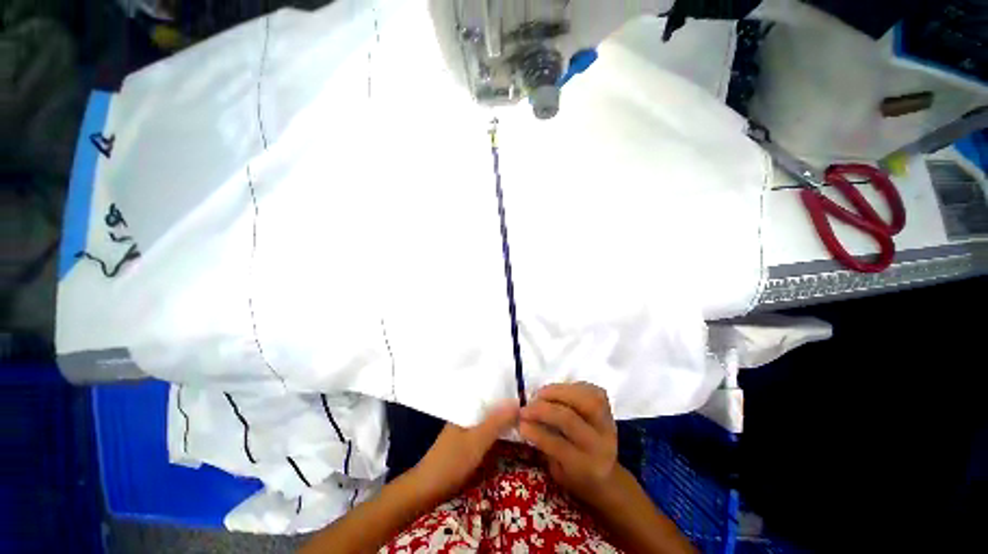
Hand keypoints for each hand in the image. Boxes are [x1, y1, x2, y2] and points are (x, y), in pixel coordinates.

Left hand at [413, 402, 519, 501]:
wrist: (427, 489)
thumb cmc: (452, 461)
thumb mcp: (478, 440)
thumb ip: (497, 422)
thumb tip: (519, 402)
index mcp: (467, 408)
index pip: (492, 395)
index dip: (509, 396)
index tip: (528, 399)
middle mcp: (468, 414)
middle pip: (492, 408)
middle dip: (509, 410)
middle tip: (531, 413)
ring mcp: (467, 429)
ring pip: (491, 421)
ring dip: (504, 422)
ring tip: (525, 422)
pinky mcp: (468, 443)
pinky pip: (487, 433)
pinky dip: (498, 434)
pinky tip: (510, 437)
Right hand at [519, 382, 618, 503]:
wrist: (606, 475)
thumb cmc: (575, 475)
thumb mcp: (557, 471)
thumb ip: (544, 446)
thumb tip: (524, 421)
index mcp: (587, 467)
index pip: (559, 445)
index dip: (536, 432)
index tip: (520, 422)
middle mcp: (601, 444)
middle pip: (571, 419)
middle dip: (544, 409)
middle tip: (528, 405)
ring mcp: (608, 423)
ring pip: (584, 399)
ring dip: (558, 391)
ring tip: (541, 393)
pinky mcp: (609, 408)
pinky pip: (590, 390)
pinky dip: (571, 387)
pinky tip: (558, 391)